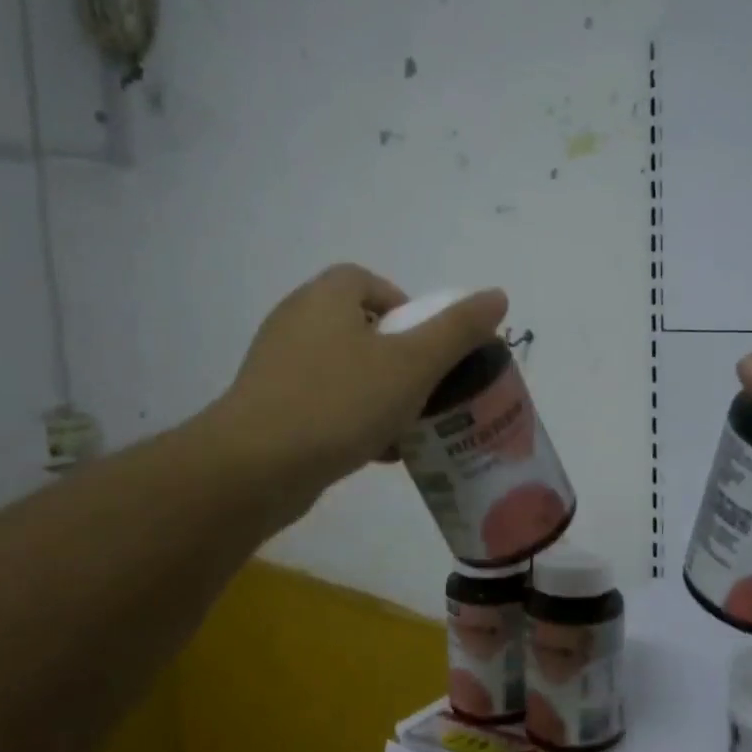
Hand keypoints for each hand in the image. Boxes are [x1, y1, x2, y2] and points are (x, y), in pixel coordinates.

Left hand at [216, 264, 507, 516]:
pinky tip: (376, 451)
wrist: (254, 468)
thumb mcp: (413, 364)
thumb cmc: (339, 403)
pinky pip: (323, 402)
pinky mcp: (268, 406)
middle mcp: (296, 321)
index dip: (407, 309)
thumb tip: (497, 295)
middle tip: (426, 388)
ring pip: (344, 370)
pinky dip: (353, 418)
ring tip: (409, 425)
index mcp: (325, 297)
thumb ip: (458, 330)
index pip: (370, 282)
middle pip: (361, 327)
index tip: (430, 347)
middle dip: (399, 358)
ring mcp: (277, 365)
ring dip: (379, 392)